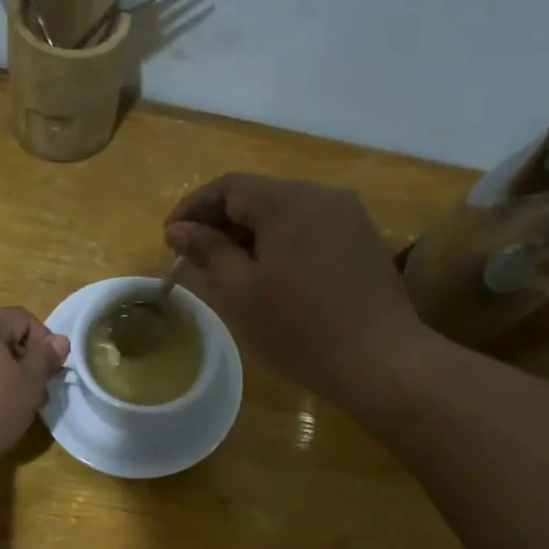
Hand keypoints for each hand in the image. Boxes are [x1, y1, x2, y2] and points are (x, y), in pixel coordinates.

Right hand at [164, 173, 420, 406]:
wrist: (379, 361)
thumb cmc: (299, 328)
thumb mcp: (240, 291)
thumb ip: (207, 251)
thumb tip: (178, 229)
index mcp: (288, 200)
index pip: (228, 186)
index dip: (193, 208)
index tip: (169, 238)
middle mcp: (322, 196)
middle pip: (259, 196)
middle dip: (221, 222)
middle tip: (195, 258)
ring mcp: (349, 217)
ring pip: (286, 214)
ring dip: (251, 235)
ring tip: (229, 271)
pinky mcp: (363, 242)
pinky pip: (311, 231)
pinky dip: (282, 245)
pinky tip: (271, 277)